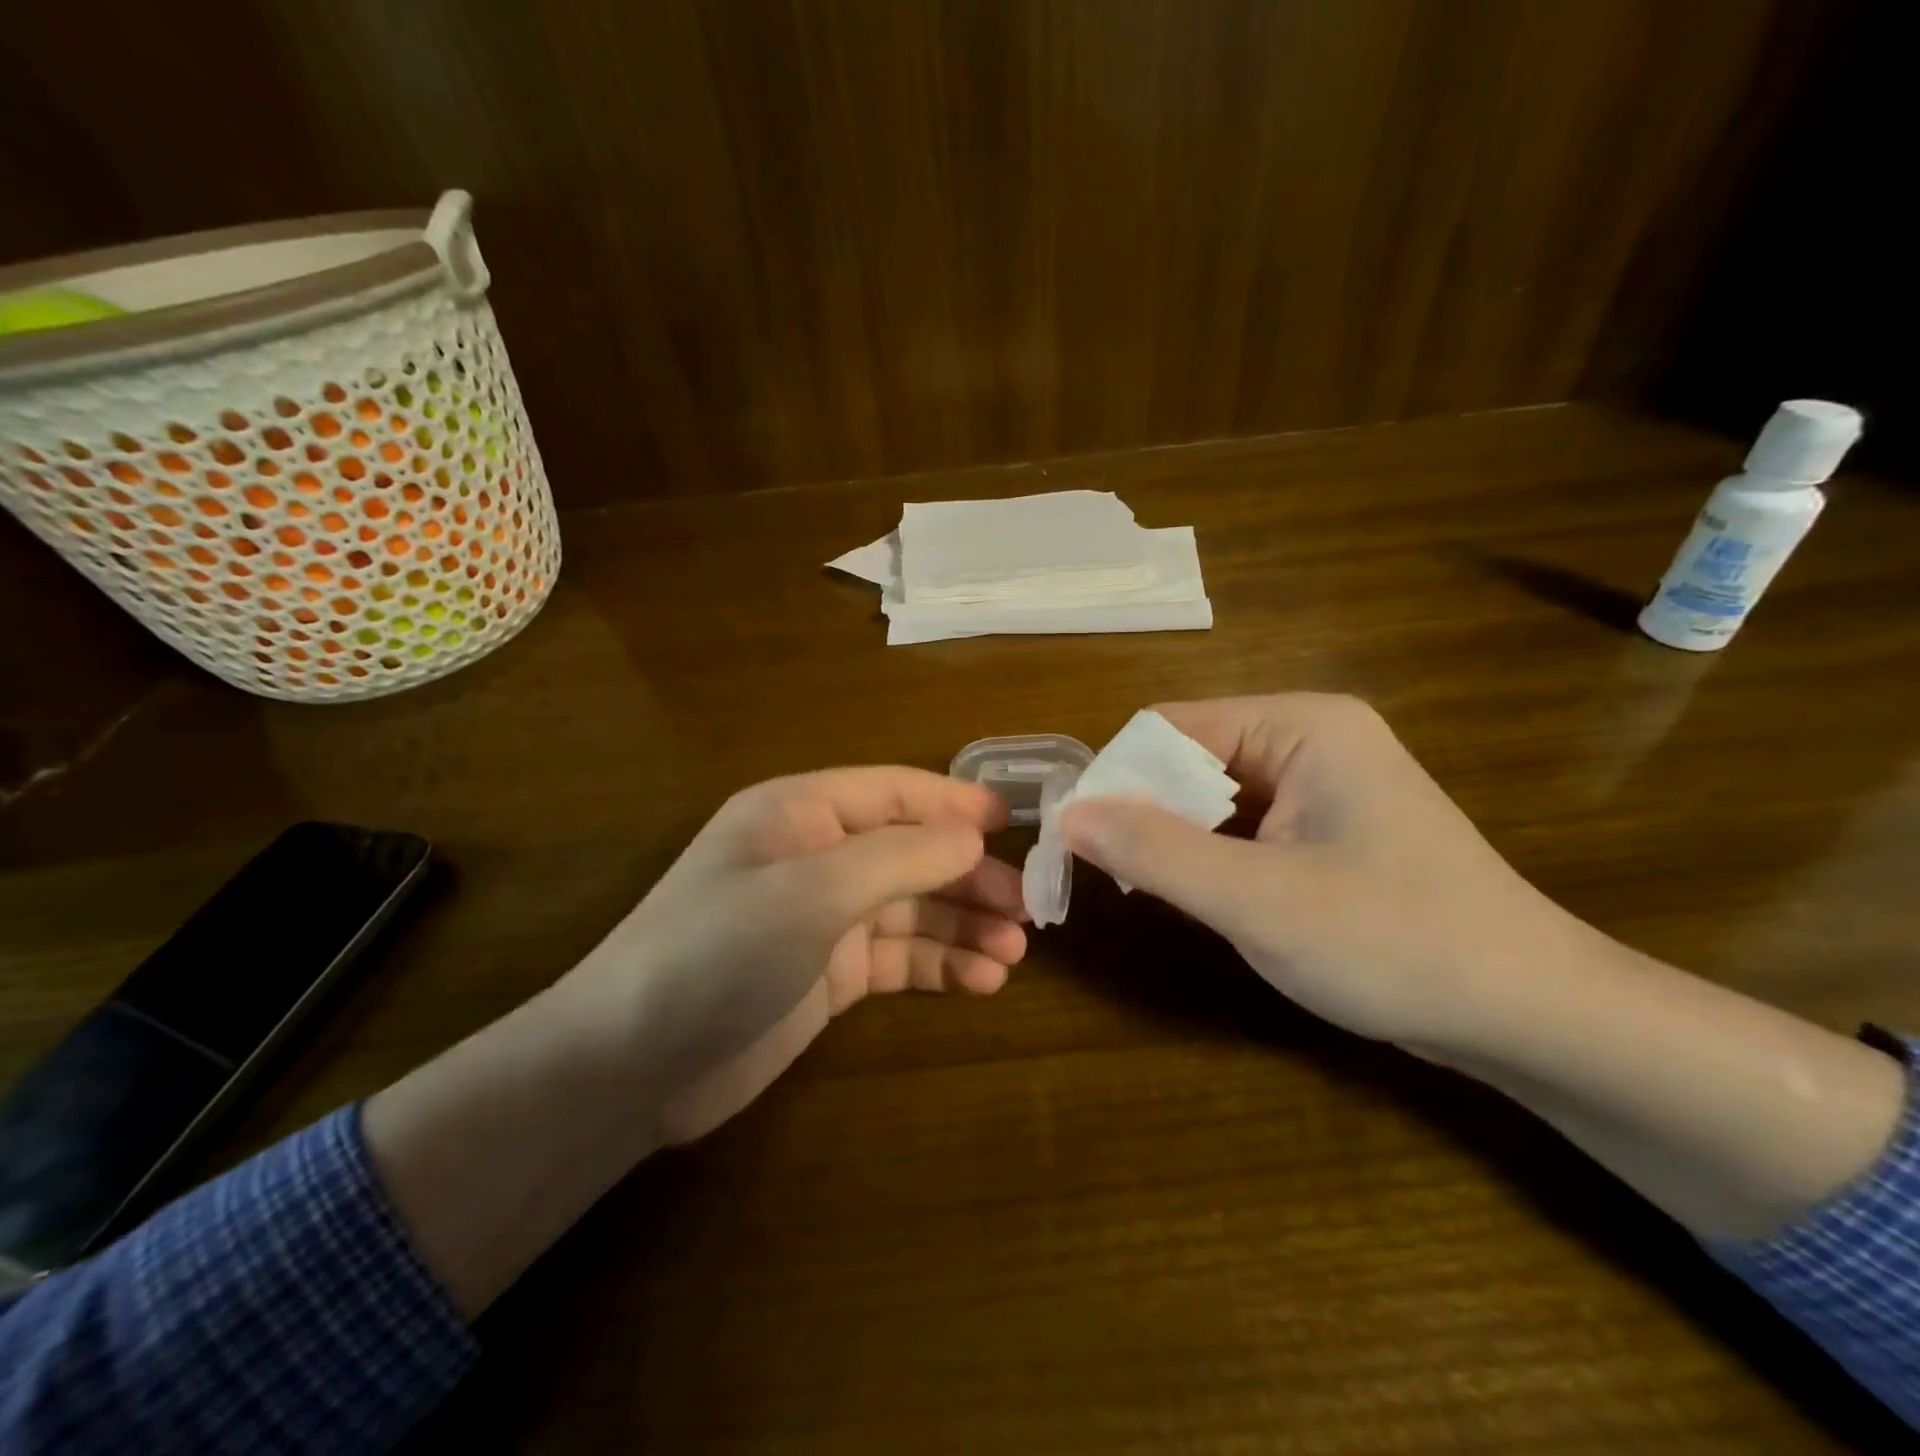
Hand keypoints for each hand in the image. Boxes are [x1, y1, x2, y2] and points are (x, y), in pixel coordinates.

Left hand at [569, 767, 1027, 1143]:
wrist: (630, 1067)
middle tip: (1029, 908)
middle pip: (911, 852)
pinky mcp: (828, 972)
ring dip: (963, 924)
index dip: (957, 804)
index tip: (1018, 824)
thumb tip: (973, 837)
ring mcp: (822, 916)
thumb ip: (899, 857)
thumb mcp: (810, 893)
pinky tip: (980, 980)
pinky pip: (898, 956)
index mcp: (802, 812)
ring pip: (911, 907)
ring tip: (1014, 952)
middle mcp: (816, 855)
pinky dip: (939, 964)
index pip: (896, 792)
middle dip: (969, 876)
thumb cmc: (716, 953)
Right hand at [1061, 694, 1576, 1055]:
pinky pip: (1243, 822)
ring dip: (1175, 836)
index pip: (1170, 727)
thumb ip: (1155, 852)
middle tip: (1113, 875)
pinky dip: (1209, 853)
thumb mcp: (1257, 899)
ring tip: (1151, 889)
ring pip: (1212, 793)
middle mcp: (1311, 737)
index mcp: (1301, 725)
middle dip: (1146, 811)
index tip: (1081, 839)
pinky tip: (1201, 894)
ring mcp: (1323, 781)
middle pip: (1190, 756)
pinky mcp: (1327, 825)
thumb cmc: (1395, 944)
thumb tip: (1068, 815)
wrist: (1532, 1015)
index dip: (1119, 778)